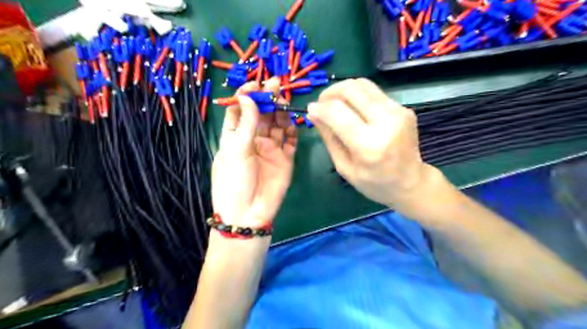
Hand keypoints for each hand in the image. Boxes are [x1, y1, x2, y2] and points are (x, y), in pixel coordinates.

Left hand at [211, 78, 298, 232]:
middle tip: (275, 84)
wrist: (249, 213)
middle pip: (262, 114)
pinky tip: (293, 122)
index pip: (241, 110)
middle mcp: (254, 140)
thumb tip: (247, 97)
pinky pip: (291, 140)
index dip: (246, 96)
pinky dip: (293, 130)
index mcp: (236, 137)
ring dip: (281, 111)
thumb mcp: (236, 150)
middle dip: (267, 99)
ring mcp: (271, 149)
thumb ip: (246, 124)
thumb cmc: (234, 181)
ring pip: (278, 125)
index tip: (255, 84)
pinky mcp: (286, 159)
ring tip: (284, 100)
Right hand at [309, 78, 437, 211]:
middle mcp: (386, 122)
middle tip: (322, 104)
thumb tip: (313, 113)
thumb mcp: (344, 167)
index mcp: (368, 145)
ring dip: (343, 90)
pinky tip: (354, 109)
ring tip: (335, 104)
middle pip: (350, 89)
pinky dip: (357, 96)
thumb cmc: (373, 182)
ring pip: (362, 84)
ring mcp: (398, 112)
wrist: (411, 183)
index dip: (319, 107)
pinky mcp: (403, 107)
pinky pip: (373, 92)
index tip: (311, 109)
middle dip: (330, 92)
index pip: (337, 112)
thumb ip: (329, 137)